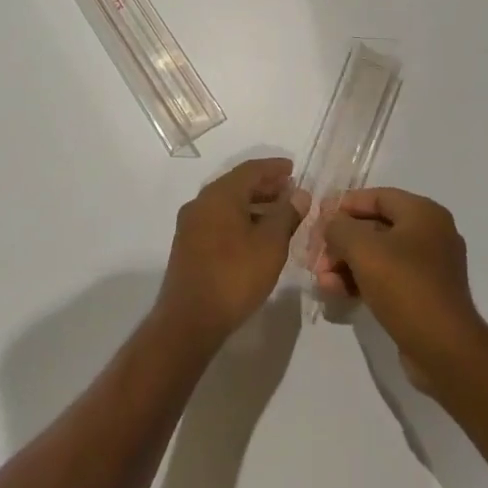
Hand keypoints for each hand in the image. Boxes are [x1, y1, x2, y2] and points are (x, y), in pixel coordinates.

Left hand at [157, 158, 309, 344]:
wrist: (190, 320)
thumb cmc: (235, 276)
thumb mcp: (271, 244)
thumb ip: (286, 215)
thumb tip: (299, 194)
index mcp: (219, 195)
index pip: (250, 170)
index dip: (274, 168)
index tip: (294, 169)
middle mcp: (201, 203)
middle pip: (237, 185)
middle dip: (265, 186)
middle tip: (290, 192)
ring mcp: (191, 225)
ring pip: (227, 205)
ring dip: (254, 205)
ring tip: (279, 215)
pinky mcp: (188, 246)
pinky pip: (219, 221)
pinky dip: (240, 220)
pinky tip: (257, 236)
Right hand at [320, 188, 487, 388]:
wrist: (444, 349)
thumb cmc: (405, 287)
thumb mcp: (364, 250)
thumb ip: (339, 228)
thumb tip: (329, 222)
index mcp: (424, 213)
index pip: (377, 196)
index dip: (344, 205)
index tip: (317, 219)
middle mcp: (430, 233)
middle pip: (375, 227)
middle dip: (341, 241)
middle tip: (315, 257)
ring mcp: (429, 266)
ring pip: (378, 255)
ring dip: (346, 264)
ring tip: (322, 281)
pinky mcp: (423, 294)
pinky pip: (387, 277)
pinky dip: (361, 281)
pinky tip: (337, 292)